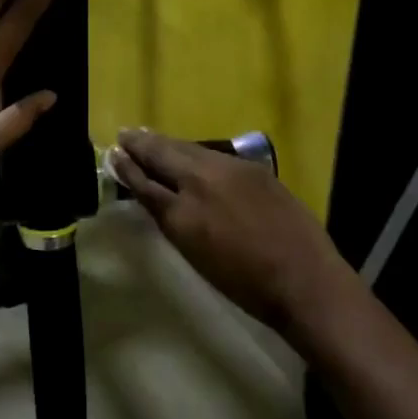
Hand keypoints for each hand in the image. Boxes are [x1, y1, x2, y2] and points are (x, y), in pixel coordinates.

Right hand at [110, 128, 356, 345]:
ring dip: (167, 144)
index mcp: (182, 213)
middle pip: (164, 155)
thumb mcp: (195, 254)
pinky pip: (212, 154)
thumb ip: (171, 218)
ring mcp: (230, 170)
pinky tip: (189, 152)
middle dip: (142, 144)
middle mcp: (202, 181)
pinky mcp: (253, 169)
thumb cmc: (245, 283)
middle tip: (126, 135)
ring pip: (188, 149)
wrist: (304, 280)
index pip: (146, 182)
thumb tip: (154, 194)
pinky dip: (193, 151)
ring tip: (149, 137)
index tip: (113, 154)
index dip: (128, 168)